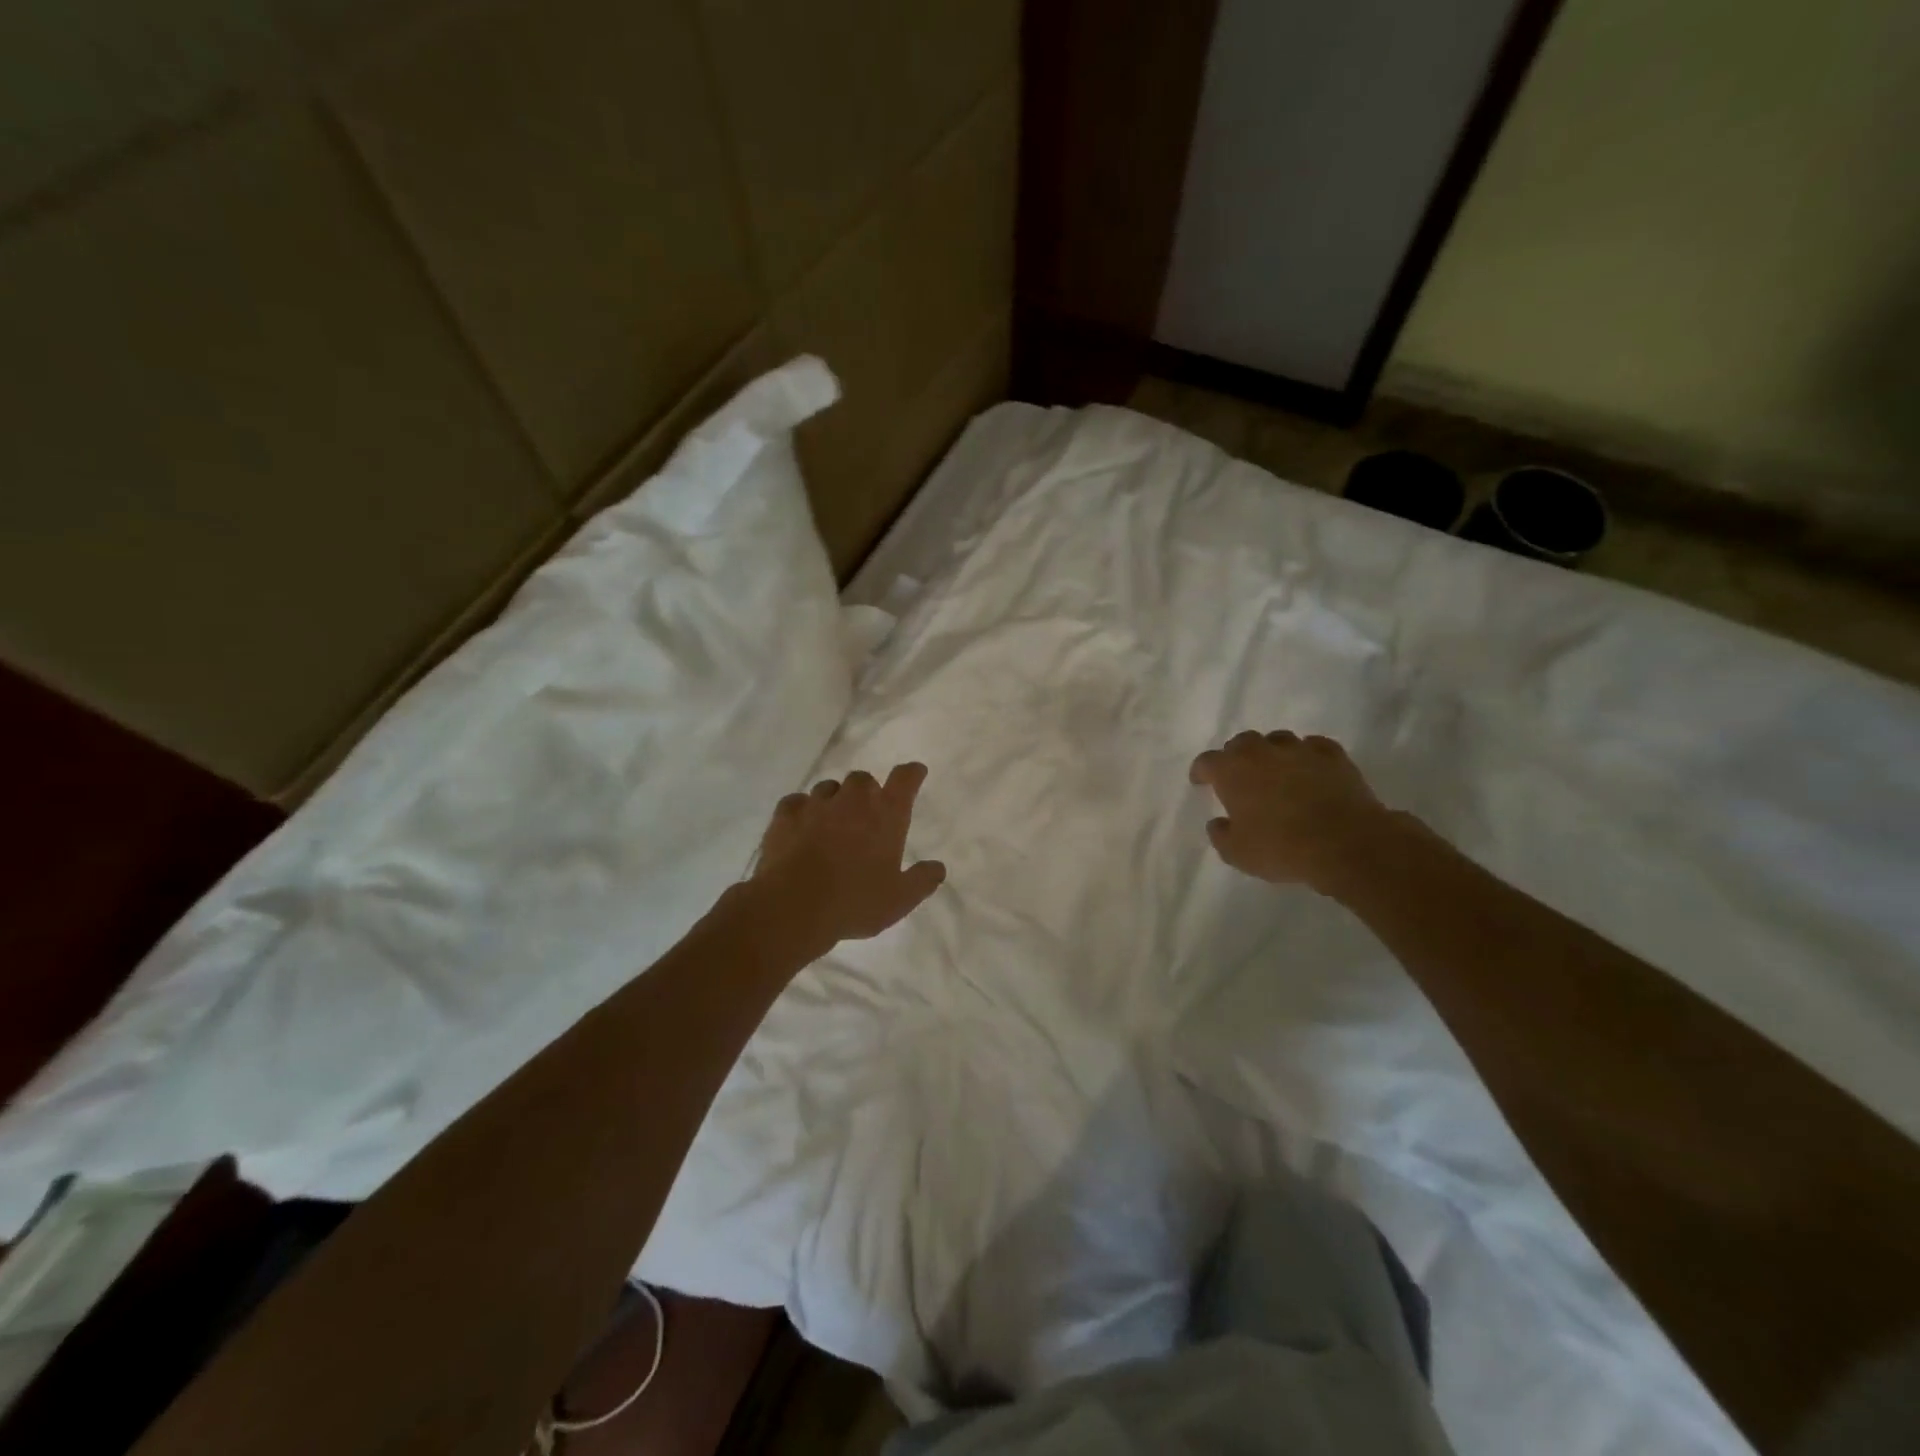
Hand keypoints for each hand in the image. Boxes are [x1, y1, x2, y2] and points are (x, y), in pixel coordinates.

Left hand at [749, 763, 947, 956]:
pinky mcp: (785, 814)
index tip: (915, 773)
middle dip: (867, 792)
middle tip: (866, 816)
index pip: (905, 779)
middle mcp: (853, 800)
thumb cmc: (855, 902)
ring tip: (832, 823)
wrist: (793, 906)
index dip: (912, 773)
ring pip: (829, 788)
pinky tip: (801, 827)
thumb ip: (922, 880)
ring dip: (835, 800)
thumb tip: (938, 868)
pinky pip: (797, 801)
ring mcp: (816, 804)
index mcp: (886, 814)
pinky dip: (802, 810)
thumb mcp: (900, 899)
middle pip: (864, 780)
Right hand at [1189, 731, 1396, 893]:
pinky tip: (1310, 769)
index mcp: (1231, 771)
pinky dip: (1307, 755)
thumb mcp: (1237, 853)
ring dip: (1271, 753)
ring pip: (1277, 740)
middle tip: (1239, 777)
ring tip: (1276, 771)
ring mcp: (1299, 750)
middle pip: (1241, 742)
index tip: (1201, 782)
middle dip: (1236, 757)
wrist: (1346, 843)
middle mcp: (1262, 752)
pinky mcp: (1333, 756)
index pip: (1207, 761)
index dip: (1201, 771)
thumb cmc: (1282, 848)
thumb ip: (1220, 834)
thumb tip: (1218, 822)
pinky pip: (1313, 746)